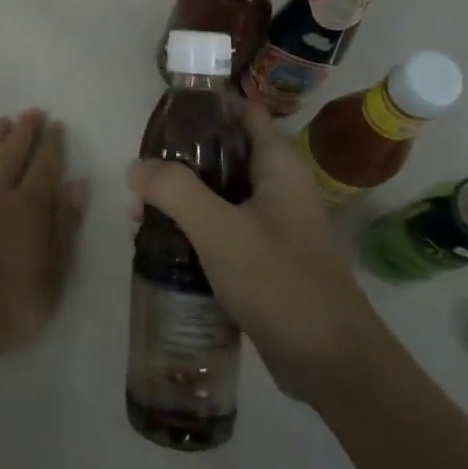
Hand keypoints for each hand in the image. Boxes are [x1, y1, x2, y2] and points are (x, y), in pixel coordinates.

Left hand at [0, 109, 85, 356]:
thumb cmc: (15, 301)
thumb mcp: (55, 270)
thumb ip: (65, 225)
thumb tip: (76, 186)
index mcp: (30, 209)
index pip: (45, 168)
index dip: (52, 145)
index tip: (56, 125)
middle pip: (12, 157)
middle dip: (23, 132)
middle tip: (30, 112)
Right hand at [128, 104, 381, 405]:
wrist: (330, 361)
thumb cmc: (279, 282)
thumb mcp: (220, 230)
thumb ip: (175, 190)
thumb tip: (136, 168)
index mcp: (277, 164)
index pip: (240, 112)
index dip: (203, 108)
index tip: (161, 121)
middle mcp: (277, 184)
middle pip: (222, 152)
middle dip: (179, 161)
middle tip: (139, 181)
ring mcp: (272, 221)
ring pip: (218, 191)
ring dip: (181, 197)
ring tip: (140, 216)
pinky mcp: (265, 254)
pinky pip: (223, 225)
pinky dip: (194, 226)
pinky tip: (163, 244)